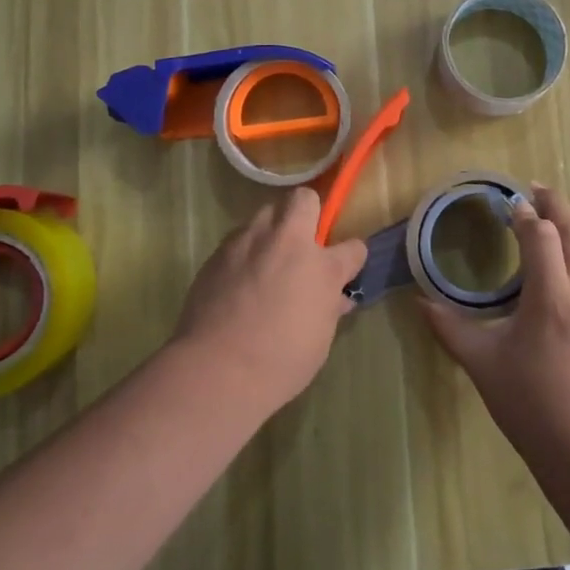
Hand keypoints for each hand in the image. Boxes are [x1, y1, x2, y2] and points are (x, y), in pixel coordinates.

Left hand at [172, 187, 366, 416]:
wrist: (216, 370)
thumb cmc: (280, 362)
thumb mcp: (319, 339)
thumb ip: (329, 309)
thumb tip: (336, 298)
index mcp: (321, 266)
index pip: (353, 247)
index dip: (351, 257)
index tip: (346, 268)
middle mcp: (286, 241)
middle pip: (303, 200)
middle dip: (306, 214)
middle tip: (302, 247)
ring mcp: (248, 241)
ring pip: (265, 214)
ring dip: (272, 231)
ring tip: (267, 260)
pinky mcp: (218, 252)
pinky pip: (239, 239)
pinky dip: (245, 251)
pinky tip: (239, 279)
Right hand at [420, 185, 569, 457]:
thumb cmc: (531, 403)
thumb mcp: (483, 363)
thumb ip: (450, 327)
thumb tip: (420, 301)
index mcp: (551, 295)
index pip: (541, 235)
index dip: (524, 214)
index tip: (508, 202)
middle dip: (555, 206)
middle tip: (536, 189)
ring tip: (550, 218)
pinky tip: (566, 265)